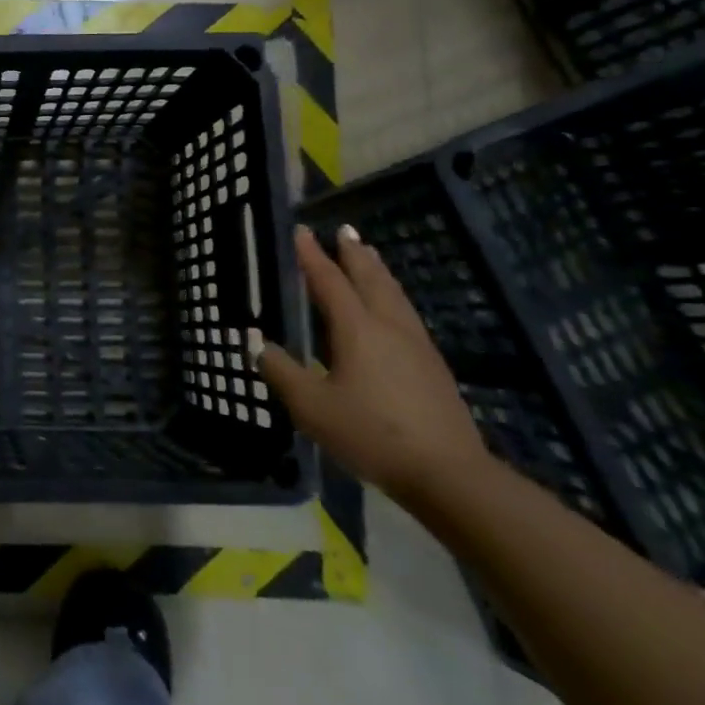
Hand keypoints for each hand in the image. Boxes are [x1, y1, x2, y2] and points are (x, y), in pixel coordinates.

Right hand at [251, 225, 491, 505]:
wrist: (448, 474)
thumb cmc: (371, 434)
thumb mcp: (312, 408)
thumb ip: (281, 372)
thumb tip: (256, 344)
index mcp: (357, 330)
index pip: (330, 282)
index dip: (313, 256)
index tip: (301, 231)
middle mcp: (388, 327)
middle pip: (371, 279)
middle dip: (354, 254)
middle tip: (344, 230)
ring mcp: (416, 345)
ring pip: (395, 294)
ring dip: (378, 270)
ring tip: (369, 255)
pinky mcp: (433, 366)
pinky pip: (406, 313)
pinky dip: (392, 294)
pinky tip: (392, 308)